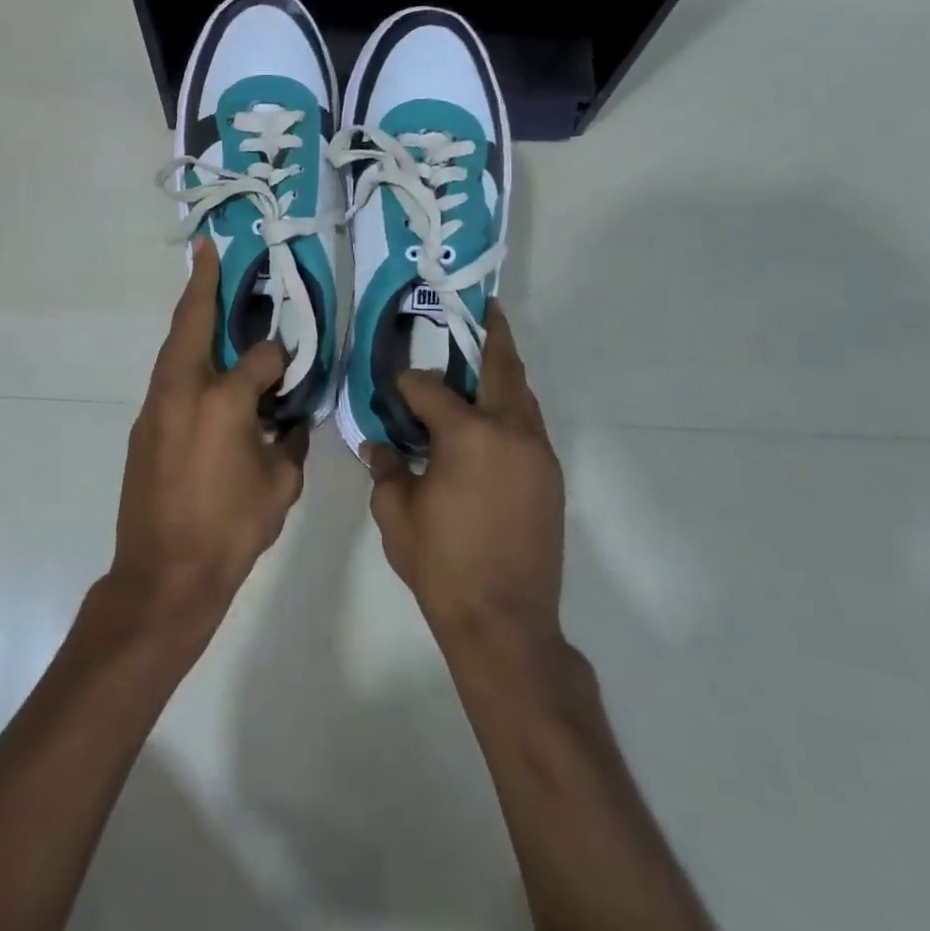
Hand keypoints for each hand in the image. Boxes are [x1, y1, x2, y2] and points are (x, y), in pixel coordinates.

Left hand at [111, 236, 308, 624]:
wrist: (163, 575)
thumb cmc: (230, 531)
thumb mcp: (280, 486)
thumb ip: (288, 440)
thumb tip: (288, 417)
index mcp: (224, 401)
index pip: (262, 358)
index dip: (282, 359)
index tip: (292, 369)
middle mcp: (184, 391)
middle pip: (192, 324)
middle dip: (202, 284)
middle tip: (208, 251)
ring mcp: (156, 407)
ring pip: (174, 349)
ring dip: (189, 320)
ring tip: (205, 295)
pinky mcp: (143, 427)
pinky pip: (168, 379)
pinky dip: (184, 360)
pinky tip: (201, 368)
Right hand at [365, 302, 565, 641]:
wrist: (505, 621)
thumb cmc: (442, 564)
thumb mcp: (396, 513)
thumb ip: (385, 468)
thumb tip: (379, 444)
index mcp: (468, 435)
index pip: (429, 388)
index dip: (406, 383)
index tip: (392, 386)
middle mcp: (511, 432)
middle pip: (502, 369)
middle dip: (491, 335)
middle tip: (482, 309)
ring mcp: (538, 454)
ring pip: (522, 396)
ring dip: (504, 372)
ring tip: (484, 356)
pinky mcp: (550, 477)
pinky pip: (529, 425)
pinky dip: (510, 407)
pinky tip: (490, 417)